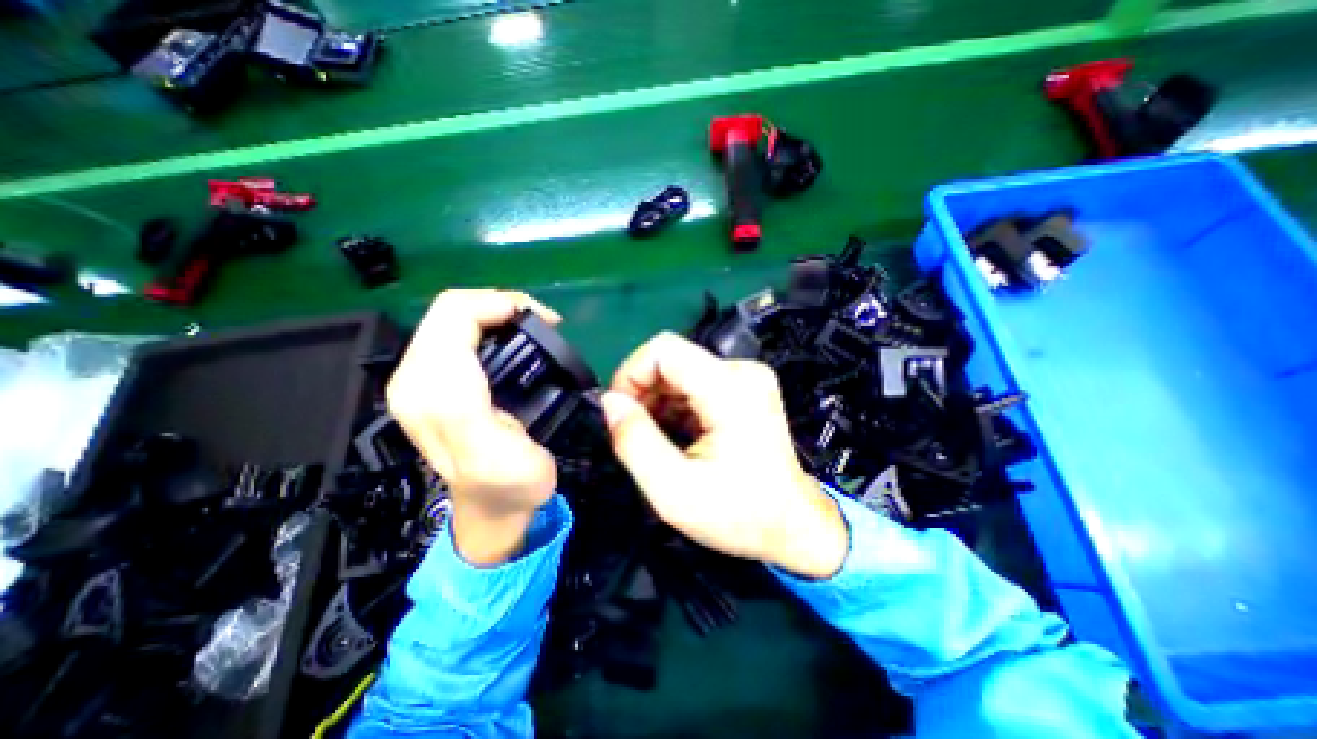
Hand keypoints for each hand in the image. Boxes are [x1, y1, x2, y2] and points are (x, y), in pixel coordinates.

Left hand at [387, 287, 558, 563]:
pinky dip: (492, 326)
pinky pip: (460, 334)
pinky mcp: (436, 382)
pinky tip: (516, 341)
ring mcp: (422, 378)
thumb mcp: (492, 454)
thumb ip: (467, 403)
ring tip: (535, 328)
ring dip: (498, 314)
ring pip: (455, 319)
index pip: (455, 314)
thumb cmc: (507, 484)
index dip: (502, 303)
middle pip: (452, 310)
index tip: (547, 320)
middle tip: (544, 322)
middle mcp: (414, 377)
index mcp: (430, 388)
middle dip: (501, 305)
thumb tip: (474, 350)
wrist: (495, 509)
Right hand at [600, 331, 847, 578]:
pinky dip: (677, 406)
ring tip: (658, 441)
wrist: (794, 526)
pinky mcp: (745, 388)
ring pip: (681, 371)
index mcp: (730, 389)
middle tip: (636, 434)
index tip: (620, 412)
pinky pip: (696, 383)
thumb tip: (609, 401)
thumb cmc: (739, 515)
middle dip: (643, 392)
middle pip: (671, 360)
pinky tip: (678, 436)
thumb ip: (633, 440)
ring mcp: (747, 378)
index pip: (663, 349)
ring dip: (659, 401)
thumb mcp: (673, 490)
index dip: (630, 373)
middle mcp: (742, 372)